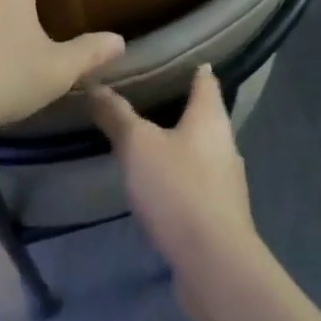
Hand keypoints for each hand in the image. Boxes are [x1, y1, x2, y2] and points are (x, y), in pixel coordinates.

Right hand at [88, 66, 262, 286]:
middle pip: (203, 114)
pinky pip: (196, 182)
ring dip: (176, 144)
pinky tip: (156, 185)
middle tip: (142, 97)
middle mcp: (225, 142)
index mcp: (211, 116)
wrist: (214, 264)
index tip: (167, 56)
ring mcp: (225, 180)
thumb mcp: (137, 145)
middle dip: (177, 105)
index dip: (189, 65)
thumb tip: (94, 83)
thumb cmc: (178, 189)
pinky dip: (177, 176)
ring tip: (144, 140)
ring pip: (199, 149)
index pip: (205, 78)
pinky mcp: (219, 213)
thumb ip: (116, 115)